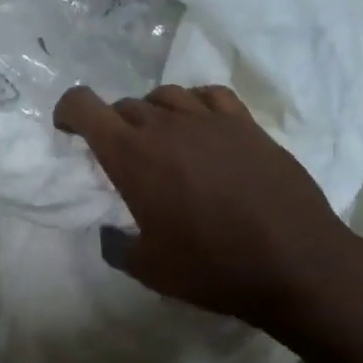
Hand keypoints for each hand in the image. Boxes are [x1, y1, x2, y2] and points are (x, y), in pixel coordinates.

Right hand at [53, 84, 362, 338]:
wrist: (294, 262)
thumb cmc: (211, 266)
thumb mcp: (148, 268)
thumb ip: (118, 245)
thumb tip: (112, 235)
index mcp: (131, 155)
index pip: (84, 105)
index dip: (68, 111)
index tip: (69, 131)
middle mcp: (165, 126)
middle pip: (124, 104)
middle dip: (112, 125)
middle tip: (122, 156)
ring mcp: (209, 120)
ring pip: (165, 95)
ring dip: (152, 113)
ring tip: (162, 141)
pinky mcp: (246, 124)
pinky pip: (210, 95)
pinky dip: (195, 104)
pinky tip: (202, 126)